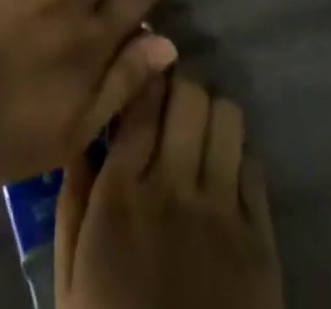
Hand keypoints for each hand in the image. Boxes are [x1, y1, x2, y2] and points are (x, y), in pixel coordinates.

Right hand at [55, 74, 283, 308]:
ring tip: (199, 127)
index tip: (140, 59)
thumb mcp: (70, 271)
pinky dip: (238, 154)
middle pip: (188, 94)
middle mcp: (173, 188)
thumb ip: (74, 196)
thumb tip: (82, 133)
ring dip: (211, 112)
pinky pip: (255, 167)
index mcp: (121, 192)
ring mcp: (222, 215)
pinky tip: (223, 170)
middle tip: (169, 95)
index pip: (140, 97)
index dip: (143, 68)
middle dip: (179, 83)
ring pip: (227, 118)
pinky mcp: (261, 244)